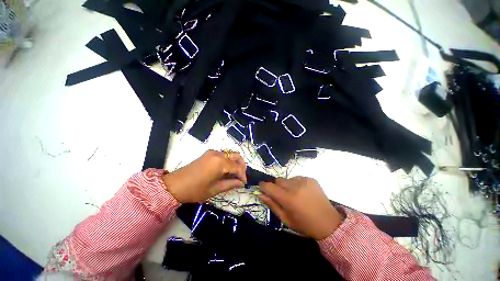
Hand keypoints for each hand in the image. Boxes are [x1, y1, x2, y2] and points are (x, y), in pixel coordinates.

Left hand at [162, 150, 246, 202]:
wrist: (175, 185)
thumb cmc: (196, 190)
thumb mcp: (215, 189)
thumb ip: (231, 184)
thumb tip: (241, 183)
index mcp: (220, 162)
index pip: (237, 167)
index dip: (242, 175)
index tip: (244, 183)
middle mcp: (218, 154)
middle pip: (236, 156)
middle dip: (241, 166)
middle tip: (241, 176)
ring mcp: (213, 152)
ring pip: (230, 154)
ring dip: (235, 162)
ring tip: (235, 174)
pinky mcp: (209, 153)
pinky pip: (223, 155)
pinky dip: (228, 161)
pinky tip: (227, 170)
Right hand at [259, 177, 343, 239]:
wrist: (328, 222)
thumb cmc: (305, 224)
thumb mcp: (286, 219)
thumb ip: (272, 205)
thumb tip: (260, 194)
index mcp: (288, 199)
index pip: (269, 187)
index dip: (263, 186)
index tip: (262, 187)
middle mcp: (295, 186)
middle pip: (278, 180)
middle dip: (276, 186)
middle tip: (282, 195)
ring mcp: (304, 181)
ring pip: (287, 179)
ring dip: (287, 185)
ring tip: (294, 195)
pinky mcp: (310, 179)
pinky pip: (297, 178)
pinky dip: (296, 184)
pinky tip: (302, 192)